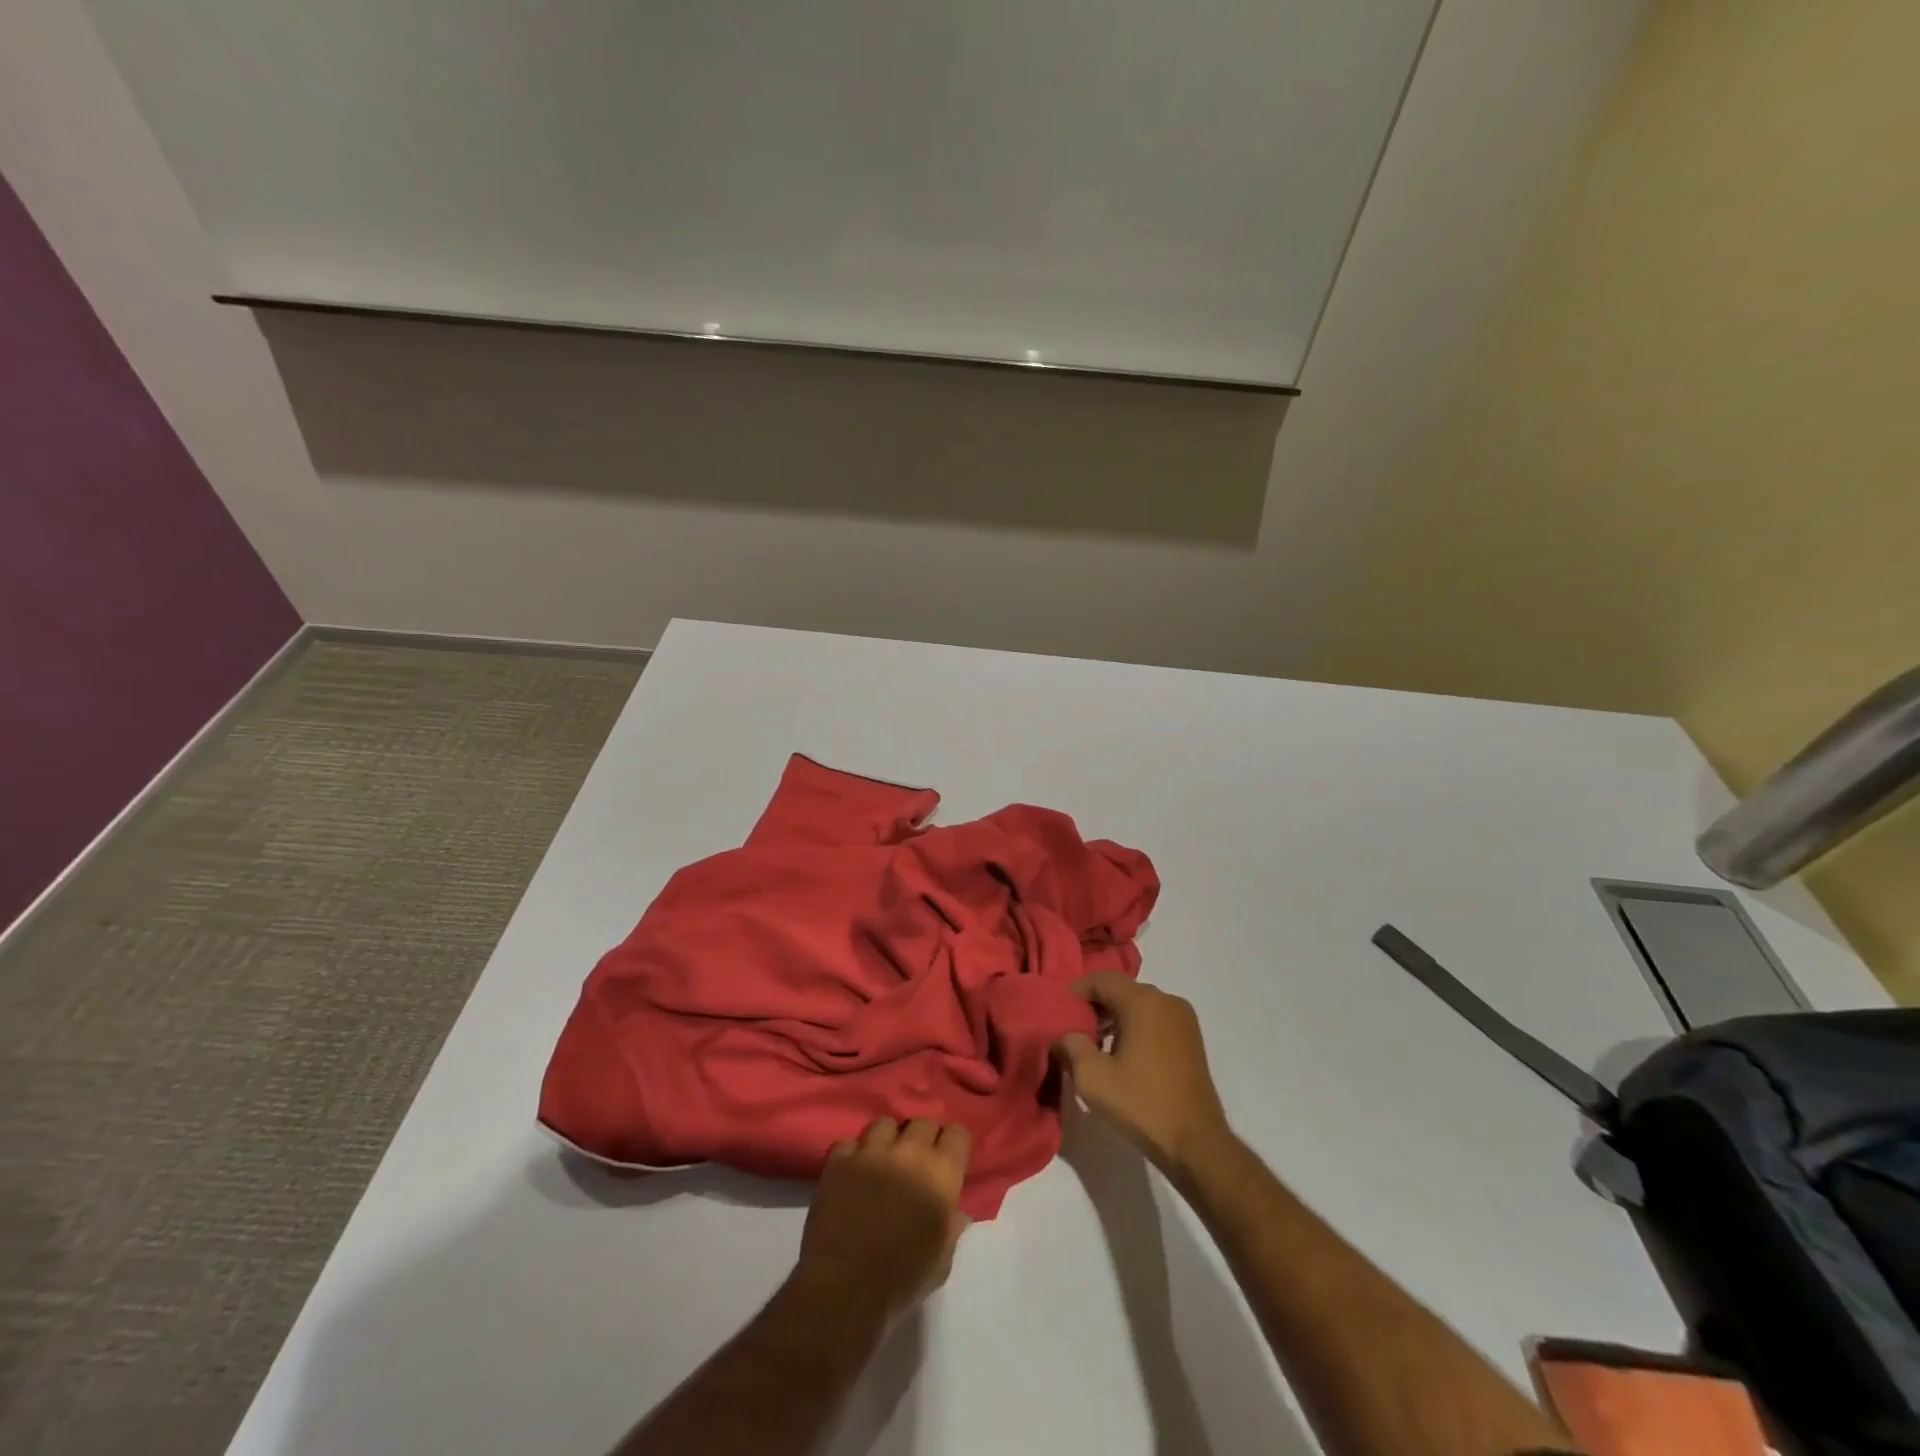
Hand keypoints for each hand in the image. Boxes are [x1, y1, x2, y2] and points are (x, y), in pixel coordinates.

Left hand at [797, 1117, 971, 1321]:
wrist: (846, 1286)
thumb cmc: (903, 1279)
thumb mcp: (941, 1261)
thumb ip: (951, 1227)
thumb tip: (956, 1212)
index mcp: (941, 1173)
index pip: (958, 1134)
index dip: (955, 1145)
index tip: (950, 1160)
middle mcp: (909, 1151)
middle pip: (923, 1122)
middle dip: (923, 1138)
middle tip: (917, 1161)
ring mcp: (871, 1151)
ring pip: (885, 1124)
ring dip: (888, 1139)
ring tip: (883, 1160)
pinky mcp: (839, 1160)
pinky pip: (848, 1144)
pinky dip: (852, 1155)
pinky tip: (852, 1173)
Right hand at [1053, 974, 1230, 1179]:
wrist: (1197, 1143)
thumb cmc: (1142, 1104)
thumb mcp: (1093, 1078)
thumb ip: (1070, 1047)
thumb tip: (1063, 1035)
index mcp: (1143, 1001)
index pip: (1101, 980)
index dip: (1076, 992)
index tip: (1058, 1012)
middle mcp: (1166, 1000)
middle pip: (1121, 990)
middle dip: (1094, 1006)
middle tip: (1073, 1030)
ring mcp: (1183, 1019)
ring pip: (1139, 1006)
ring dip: (1114, 1019)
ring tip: (1093, 1046)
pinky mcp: (1191, 1040)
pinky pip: (1155, 1020)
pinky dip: (1134, 1028)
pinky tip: (1121, 1056)